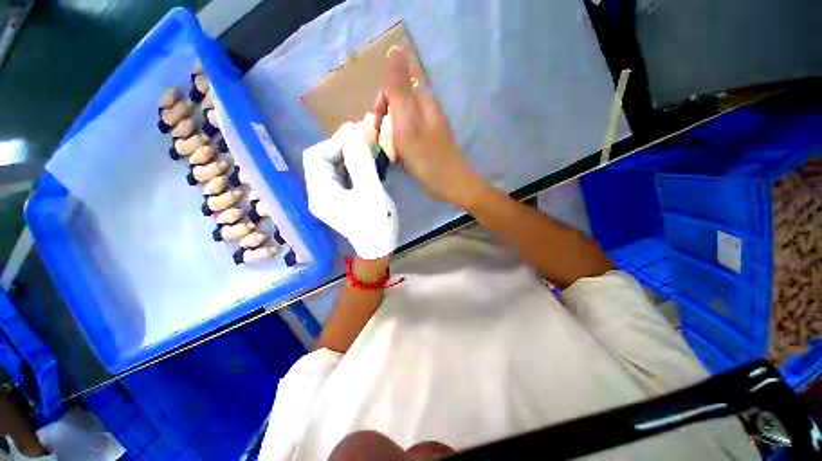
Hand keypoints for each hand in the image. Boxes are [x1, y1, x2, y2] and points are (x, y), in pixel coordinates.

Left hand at [303, 122, 397, 259]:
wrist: (379, 247)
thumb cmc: (376, 222)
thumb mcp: (370, 190)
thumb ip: (360, 161)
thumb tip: (351, 131)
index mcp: (321, 192)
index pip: (316, 156)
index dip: (335, 143)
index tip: (358, 140)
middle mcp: (318, 193)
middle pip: (322, 160)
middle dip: (342, 148)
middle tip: (364, 141)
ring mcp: (327, 197)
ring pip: (332, 167)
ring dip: (348, 155)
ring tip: (367, 150)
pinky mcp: (338, 199)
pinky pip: (340, 176)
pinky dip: (352, 166)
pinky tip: (365, 165)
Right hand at [374, 48, 484, 206]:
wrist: (449, 184)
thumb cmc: (426, 156)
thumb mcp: (407, 120)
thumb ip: (399, 88)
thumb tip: (394, 49)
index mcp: (423, 100)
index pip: (394, 88)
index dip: (382, 104)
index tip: (379, 124)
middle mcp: (427, 110)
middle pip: (397, 106)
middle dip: (386, 123)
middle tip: (386, 142)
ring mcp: (429, 127)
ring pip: (402, 123)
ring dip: (392, 136)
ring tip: (394, 153)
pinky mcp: (428, 143)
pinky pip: (408, 137)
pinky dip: (401, 146)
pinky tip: (402, 158)